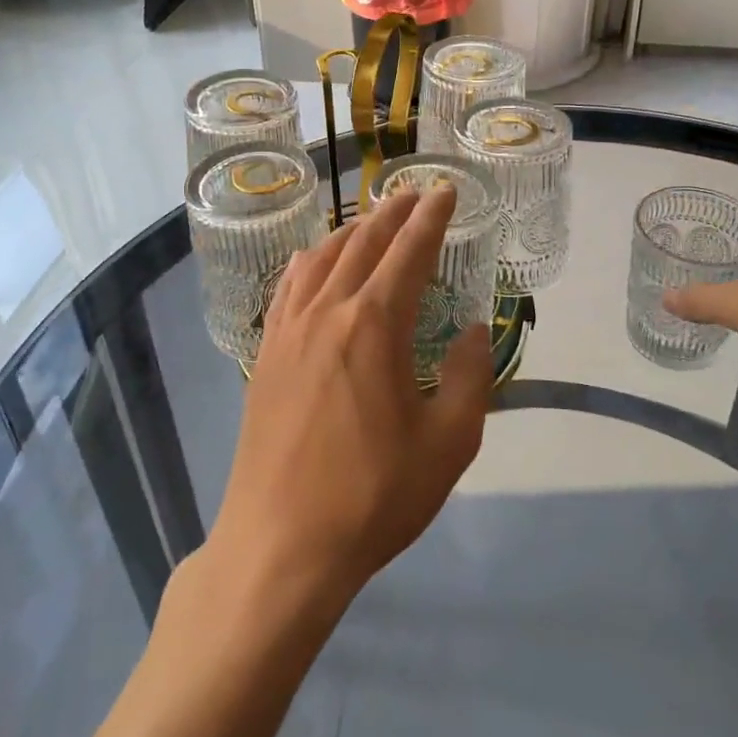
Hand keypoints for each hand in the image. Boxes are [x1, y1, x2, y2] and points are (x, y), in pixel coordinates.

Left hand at [204, 188, 491, 619]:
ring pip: (322, 258)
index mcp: (374, 325)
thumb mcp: (447, 444)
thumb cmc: (372, 496)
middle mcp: (328, 312)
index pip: (409, 252)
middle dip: (392, 213)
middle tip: (414, 194)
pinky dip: (308, 262)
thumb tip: (472, 332)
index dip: (431, 218)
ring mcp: (289, 331)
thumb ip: (467, 378)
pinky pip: (288, 288)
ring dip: (352, 230)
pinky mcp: (265, 355)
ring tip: (372, 219)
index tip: (446, 191)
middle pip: (363, 243)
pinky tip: (313, 259)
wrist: (281, 545)